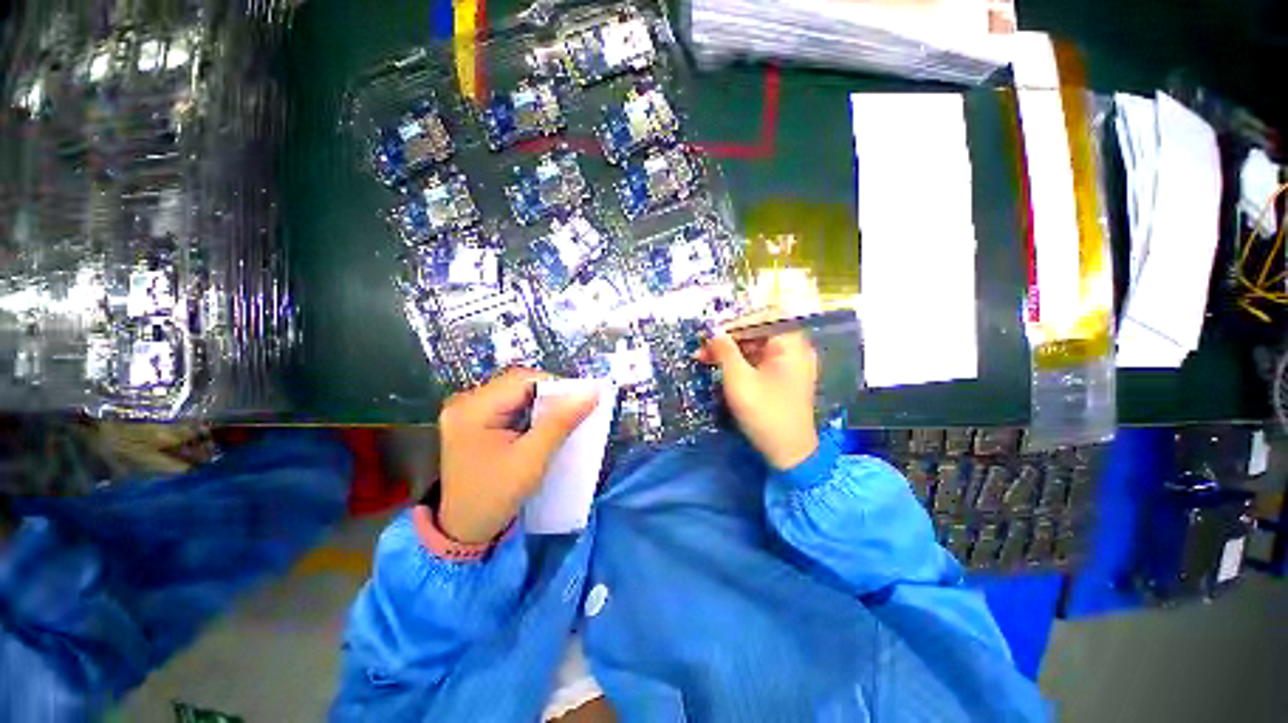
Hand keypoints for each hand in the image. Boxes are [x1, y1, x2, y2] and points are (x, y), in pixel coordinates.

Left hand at [437, 369, 598, 543]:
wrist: (465, 531)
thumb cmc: (496, 496)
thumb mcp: (532, 459)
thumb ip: (562, 421)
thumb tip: (591, 392)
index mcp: (473, 408)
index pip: (522, 379)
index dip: (555, 385)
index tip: (580, 400)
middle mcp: (466, 402)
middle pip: (518, 384)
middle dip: (549, 396)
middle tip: (573, 411)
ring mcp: (468, 412)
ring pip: (516, 394)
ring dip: (541, 404)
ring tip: (561, 420)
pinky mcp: (474, 421)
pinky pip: (509, 406)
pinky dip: (530, 412)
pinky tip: (542, 427)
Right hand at [699, 330, 819, 469]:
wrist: (788, 453)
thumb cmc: (765, 413)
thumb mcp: (738, 379)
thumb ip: (724, 350)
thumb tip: (712, 329)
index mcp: (790, 344)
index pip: (759, 318)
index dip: (731, 322)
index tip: (708, 330)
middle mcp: (794, 348)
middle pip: (756, 332)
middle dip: (727, 339)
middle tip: (701, 347)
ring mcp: (789, 363)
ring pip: (755, 347)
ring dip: (729, 351)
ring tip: (703, 357)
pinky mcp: (782, 377)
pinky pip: (758, 360)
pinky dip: (739, 362)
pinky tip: (719, 367)